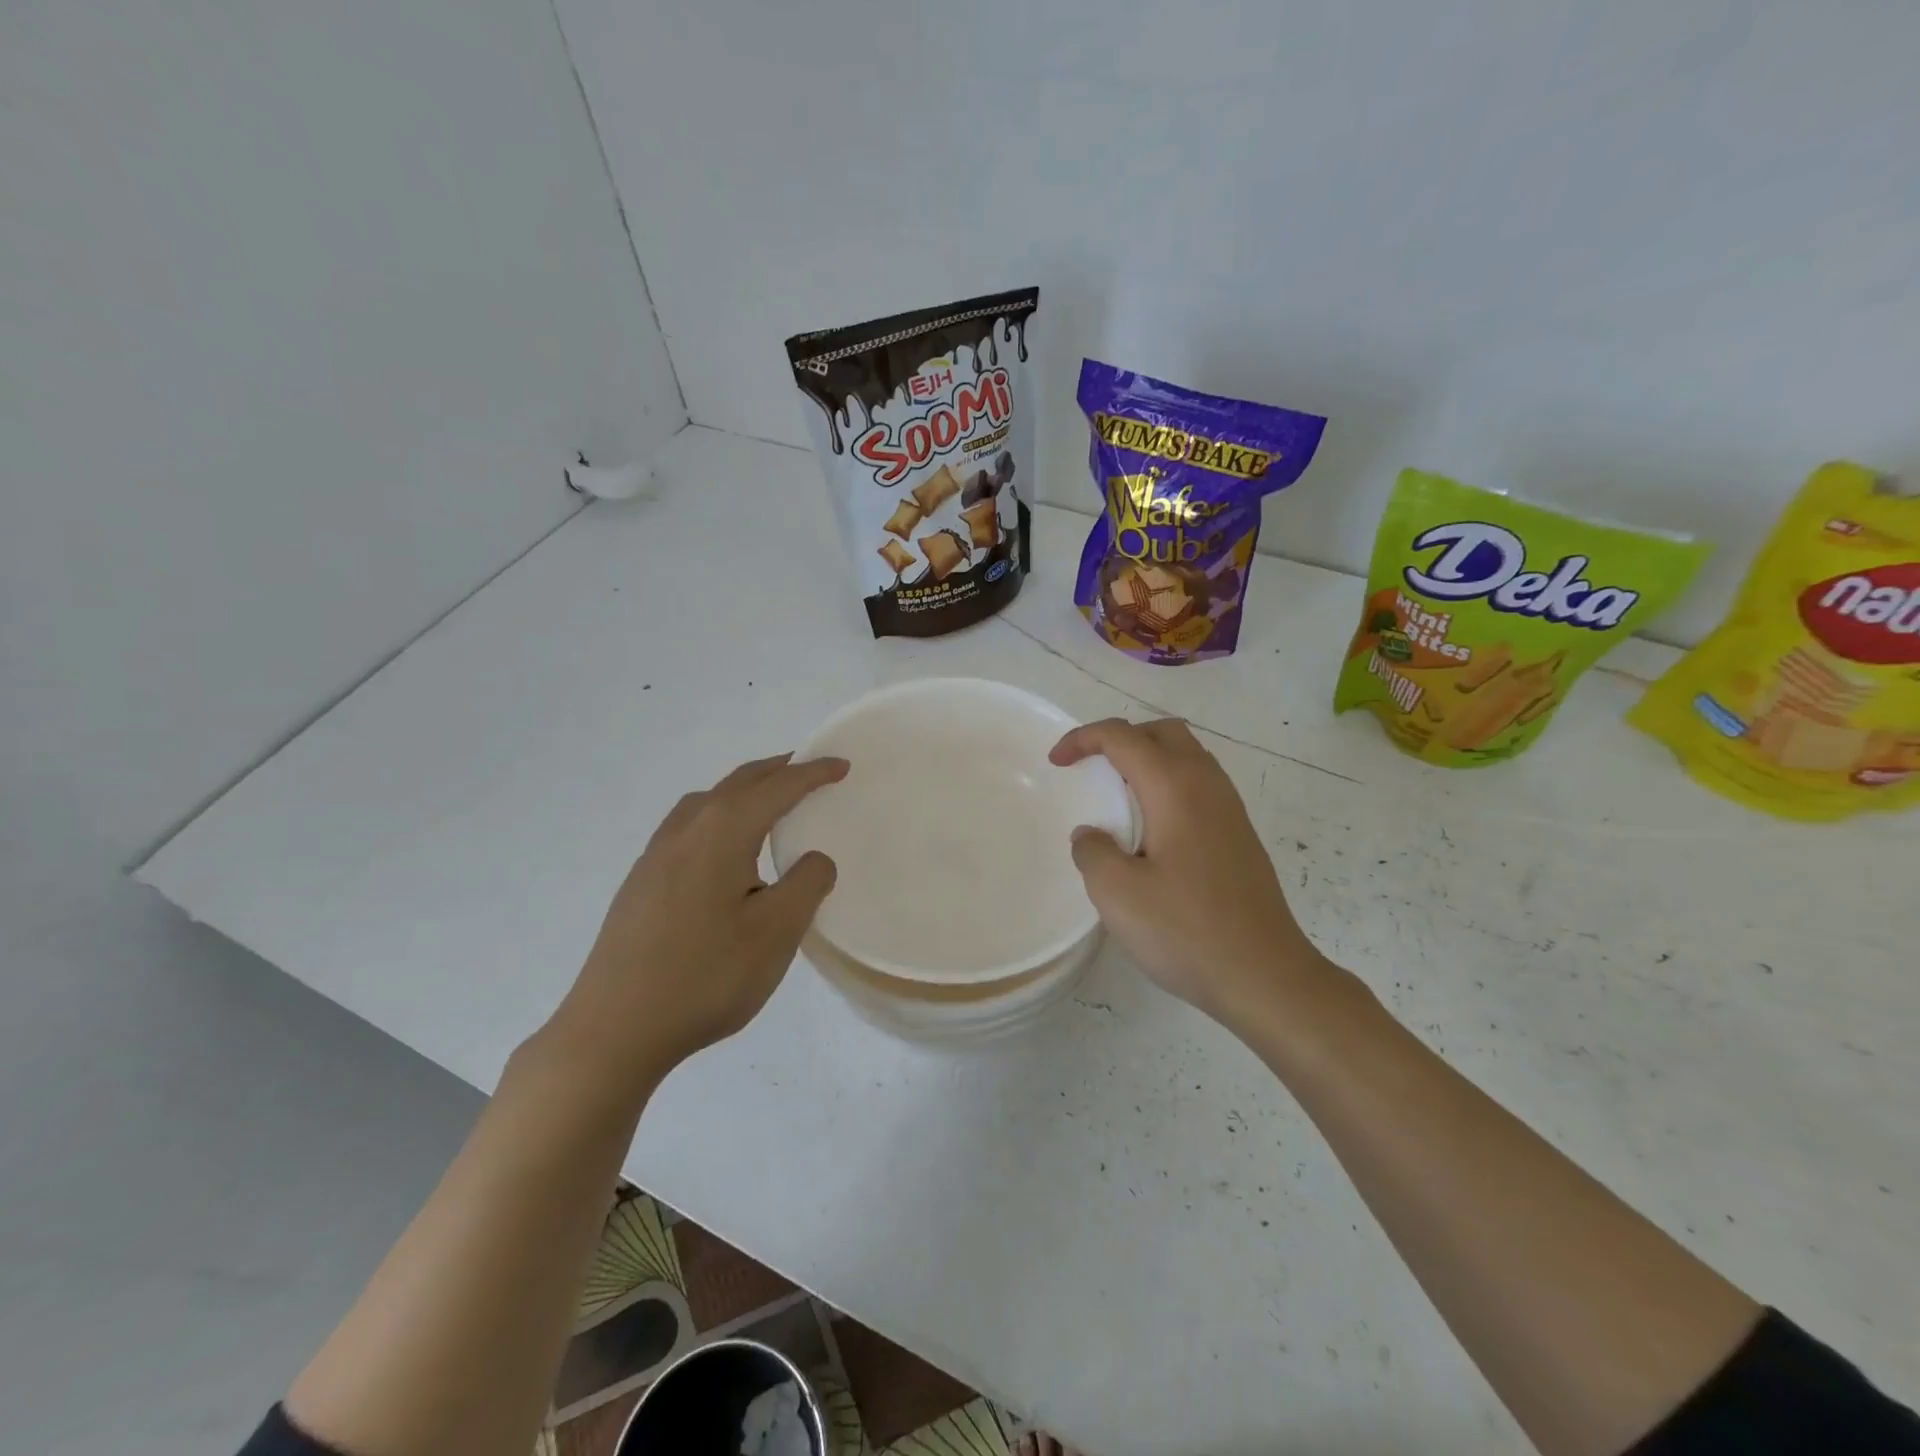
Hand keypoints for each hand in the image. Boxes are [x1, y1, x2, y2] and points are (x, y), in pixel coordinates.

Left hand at [544, 753, 847, 1089]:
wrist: (613, 1030)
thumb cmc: (705, 976)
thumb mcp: (776, 932)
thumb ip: (807, 884)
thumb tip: (814, 858)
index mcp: (721, 832)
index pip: (777, 788)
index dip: (813, 773)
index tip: (842, 765)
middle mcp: (685, 831)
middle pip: (737, 784)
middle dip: (777, 771)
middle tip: (808, 769)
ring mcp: (655, 856)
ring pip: (706, 802)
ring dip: (743, 791)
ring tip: (767, 802)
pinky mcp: (640, 884)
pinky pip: (688, 827)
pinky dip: (718, 816)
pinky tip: (721, 850)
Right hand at [1050, 718, 1325, 1028]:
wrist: (1265, 975)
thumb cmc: (1187, 931)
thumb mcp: (1117, 893)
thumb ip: (1093, 851)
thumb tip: (1092, 835)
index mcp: (1175, 787)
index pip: (1123, 737)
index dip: (1083, 739)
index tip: (1056, 762)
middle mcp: (1207, 784)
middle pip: (1162, 732)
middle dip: (1120, 738)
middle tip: (1091, 767)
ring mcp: (1230, 809)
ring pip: (1186, 756)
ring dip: (1147, 759)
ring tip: (1117, 796)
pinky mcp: (1239, 835)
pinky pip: (1198, 785)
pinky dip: (1167, 784)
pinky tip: (1151, 830)